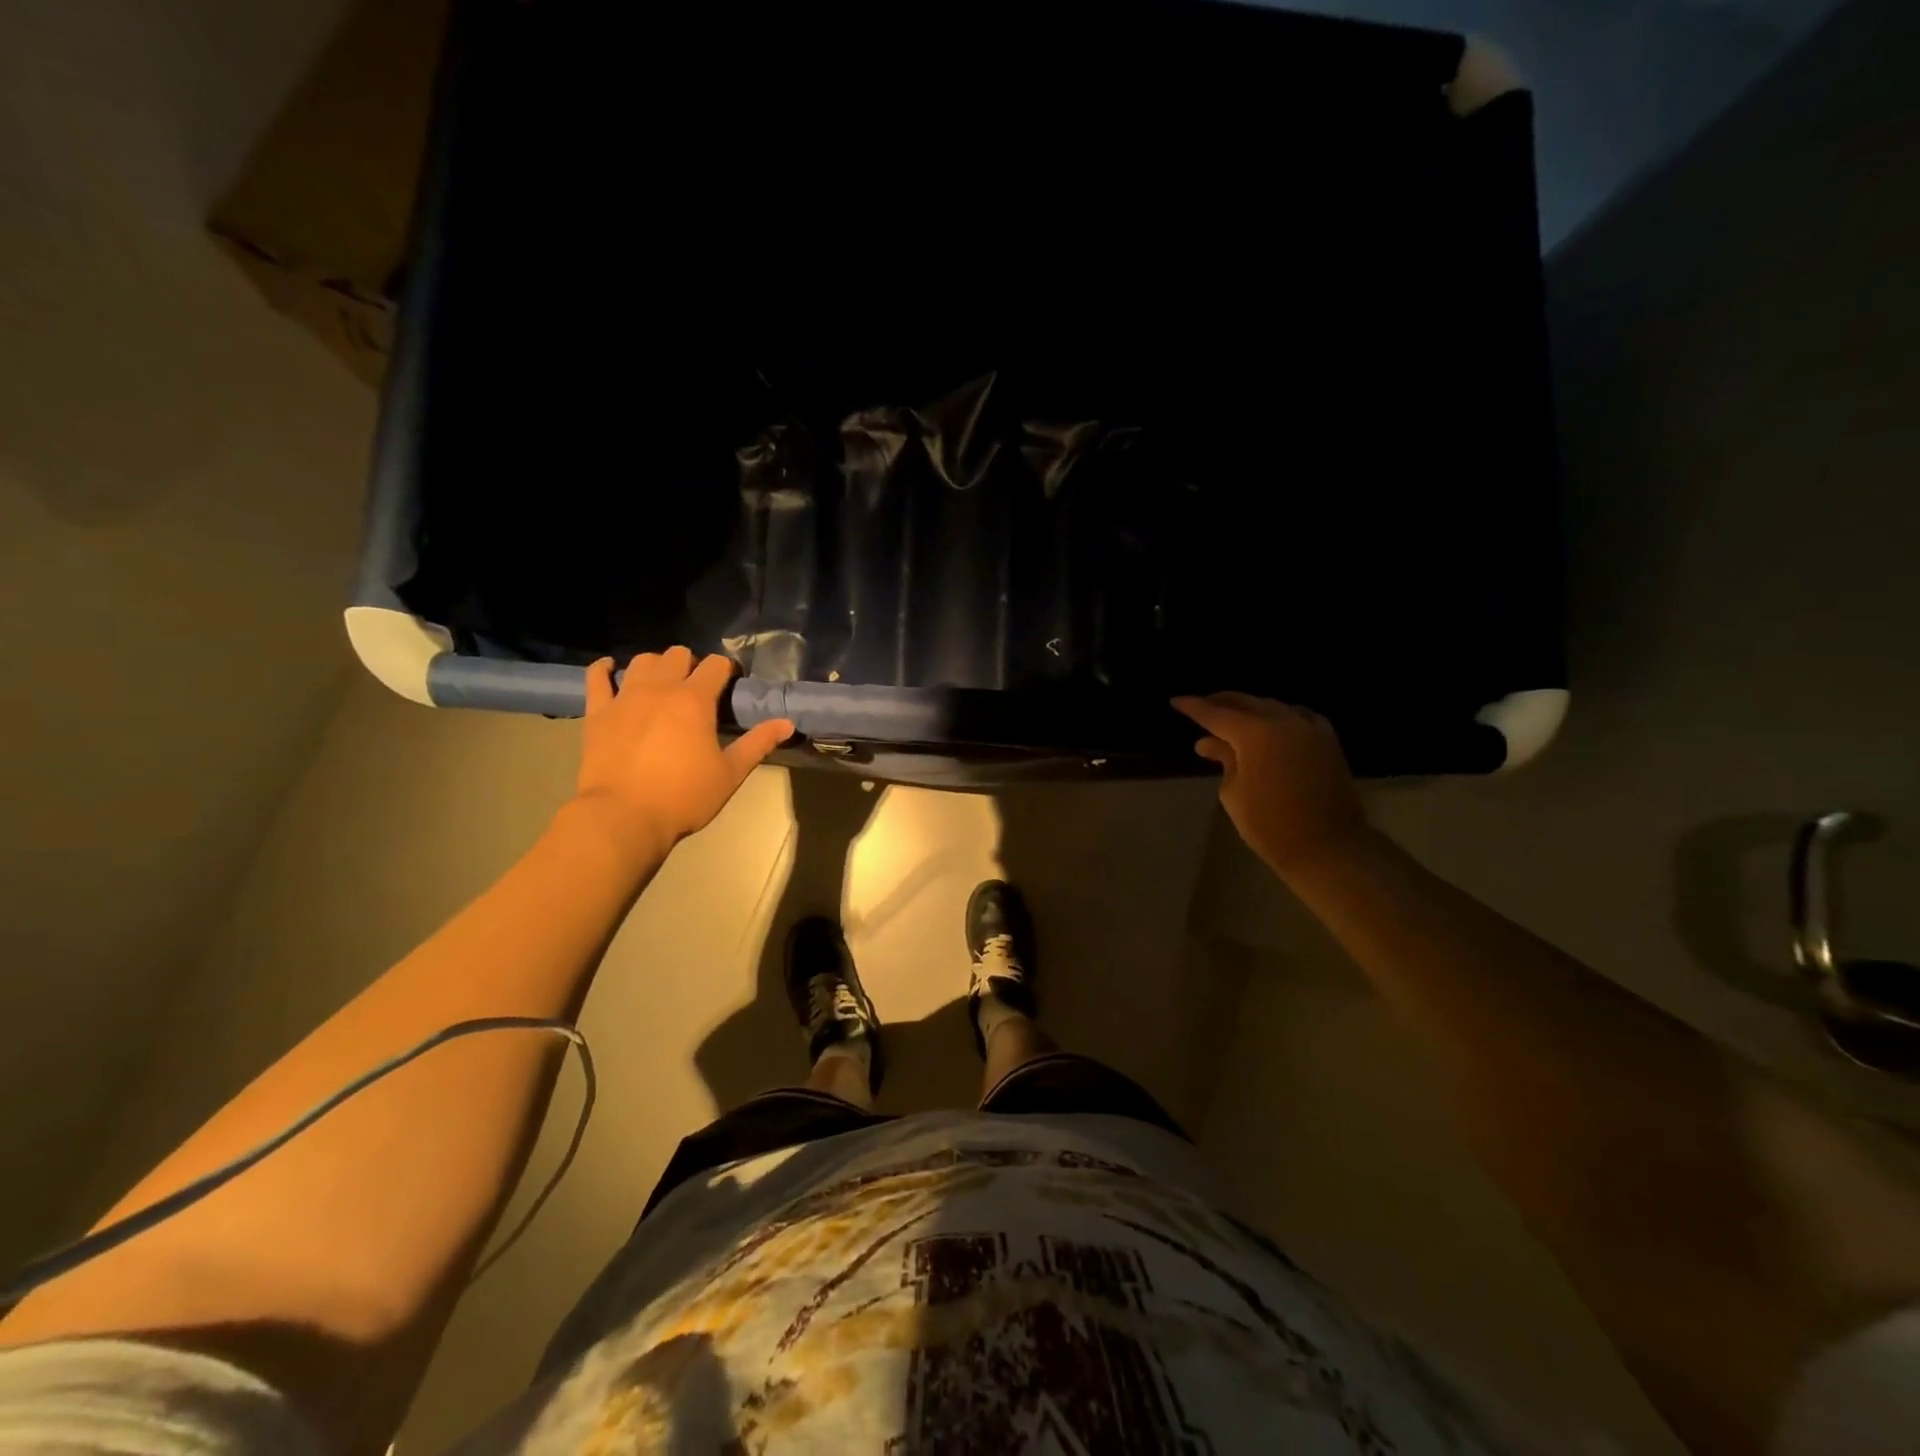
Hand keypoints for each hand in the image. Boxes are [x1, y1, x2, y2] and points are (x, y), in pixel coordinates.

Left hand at [574, 649, 792, 856]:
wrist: (623, 817)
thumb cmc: (684, 797)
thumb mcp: (730, 773)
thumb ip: (758, 743)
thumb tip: (787, 723)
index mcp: (695, 700)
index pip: (716, 665)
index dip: (726, 670)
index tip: (730, 684)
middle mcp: (660, 688)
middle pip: (678, 655)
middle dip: (691, 665)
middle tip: (697, 689)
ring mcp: (625, 697)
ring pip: (642, 661)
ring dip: (656, 666)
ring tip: (662, 684)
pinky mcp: (598, 712)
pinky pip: (597, 677)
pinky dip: (605, 669)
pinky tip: (611, 669)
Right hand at [1171, 692, 1367, 879]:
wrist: (1326, 846)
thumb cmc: (1269, 825)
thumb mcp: (1234, 792)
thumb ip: (1224, 760)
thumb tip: (1209, 743)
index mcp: (1255, 733)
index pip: (1215, 714)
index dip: (1193, 707)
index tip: (1176, 701)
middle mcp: (1283, 721)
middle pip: (1246, 703)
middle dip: (1221, 702)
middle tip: (1202, 706)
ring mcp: (1309, 728)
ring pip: (1272, 707)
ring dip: (1250, 709)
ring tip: (1232, 718)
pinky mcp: (1327, 740)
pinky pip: (1297, 717)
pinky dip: (1278, 717)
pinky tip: (1270, 726)